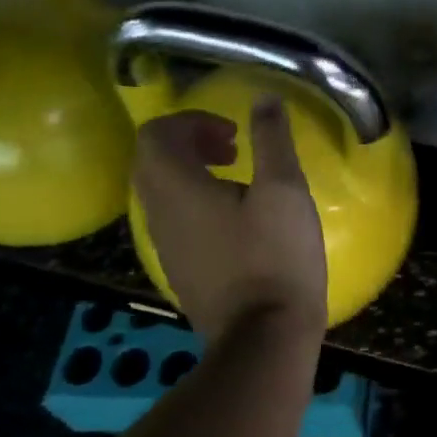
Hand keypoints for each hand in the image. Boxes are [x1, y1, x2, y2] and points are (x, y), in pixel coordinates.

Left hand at [133, 97, 327, 348]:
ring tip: (238, 179)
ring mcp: (166, 245)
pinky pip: (173, 219)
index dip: (191, 121)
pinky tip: (236, 218)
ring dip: (192, 171)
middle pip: (151, 160)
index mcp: (178, 188)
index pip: (156, 134)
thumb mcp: (285, 189)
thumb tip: (265, 98)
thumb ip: (272, 138)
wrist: (264, 337)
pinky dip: (195, 201)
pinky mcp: (180, 269)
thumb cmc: (276, 256)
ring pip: (161, 191)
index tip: (233, 134)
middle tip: (232, 148)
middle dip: (189, 143)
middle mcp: (159, 214)